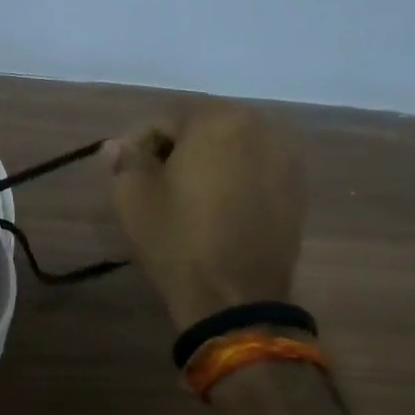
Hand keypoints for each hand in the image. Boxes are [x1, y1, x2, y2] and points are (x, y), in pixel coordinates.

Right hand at [104, 103, 307, 329]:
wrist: (235, 296)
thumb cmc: (177, 240)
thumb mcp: (133, 199)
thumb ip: (124, 161)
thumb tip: (117, 145)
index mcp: (216, 120)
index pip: (163, 119)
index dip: (136, 144)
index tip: (124, 174)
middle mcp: (260, 125)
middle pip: (202, 127)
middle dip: (174, 149)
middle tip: (152, 183)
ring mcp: (286, 156)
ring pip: (232, 147)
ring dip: (206, 162)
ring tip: (185, 197)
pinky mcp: (297, 187)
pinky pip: (254, 169)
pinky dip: (233, 179)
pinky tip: (216, 209)